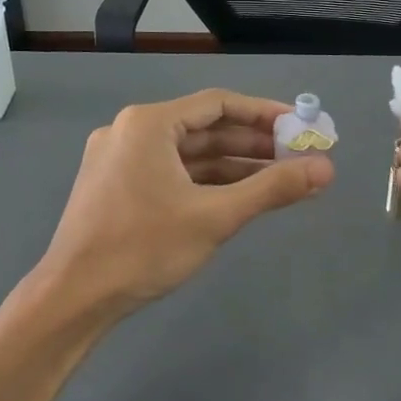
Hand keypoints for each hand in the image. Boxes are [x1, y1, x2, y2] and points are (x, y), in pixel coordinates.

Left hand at [39, 89, 333, 319]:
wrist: (75, 297)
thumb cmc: (143, 248)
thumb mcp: (215, 216)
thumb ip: (272, 189)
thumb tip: (325, 169)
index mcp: (149, 124)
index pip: (218, 104)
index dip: (264, 114)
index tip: (300, 127)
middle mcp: (131, 132)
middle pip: (203, 129)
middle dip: (252, 144)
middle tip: (297, 157)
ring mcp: (119, 160)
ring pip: (187, 155)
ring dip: (232, 166)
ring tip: (278, 179)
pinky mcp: (117, 187)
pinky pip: (170, 174)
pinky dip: (204, 183)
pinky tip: (237, 196)